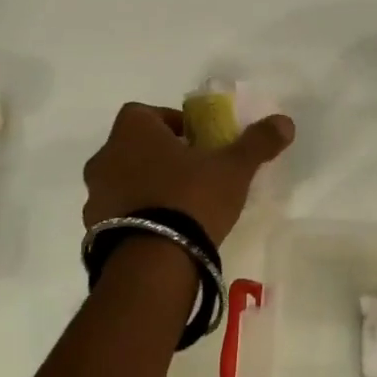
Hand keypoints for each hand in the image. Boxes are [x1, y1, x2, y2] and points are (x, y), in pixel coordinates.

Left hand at [82, 103, 295, 245]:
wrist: (152, 262)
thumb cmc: (191, 198)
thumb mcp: (233, 168)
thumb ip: (257, 142)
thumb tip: (285, 122)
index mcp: (132, 130)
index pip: (149, 114)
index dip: (173, 125)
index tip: (197, 143)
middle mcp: (105, 156)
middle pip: (134, 147)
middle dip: (159, 156)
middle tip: (191, 174)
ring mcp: (93, 194)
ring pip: (123, 180)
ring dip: (144, 187)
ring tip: (177, 208)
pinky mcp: (92, 229)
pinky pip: (116, 213)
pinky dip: (134, 216)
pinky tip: (160, 233)